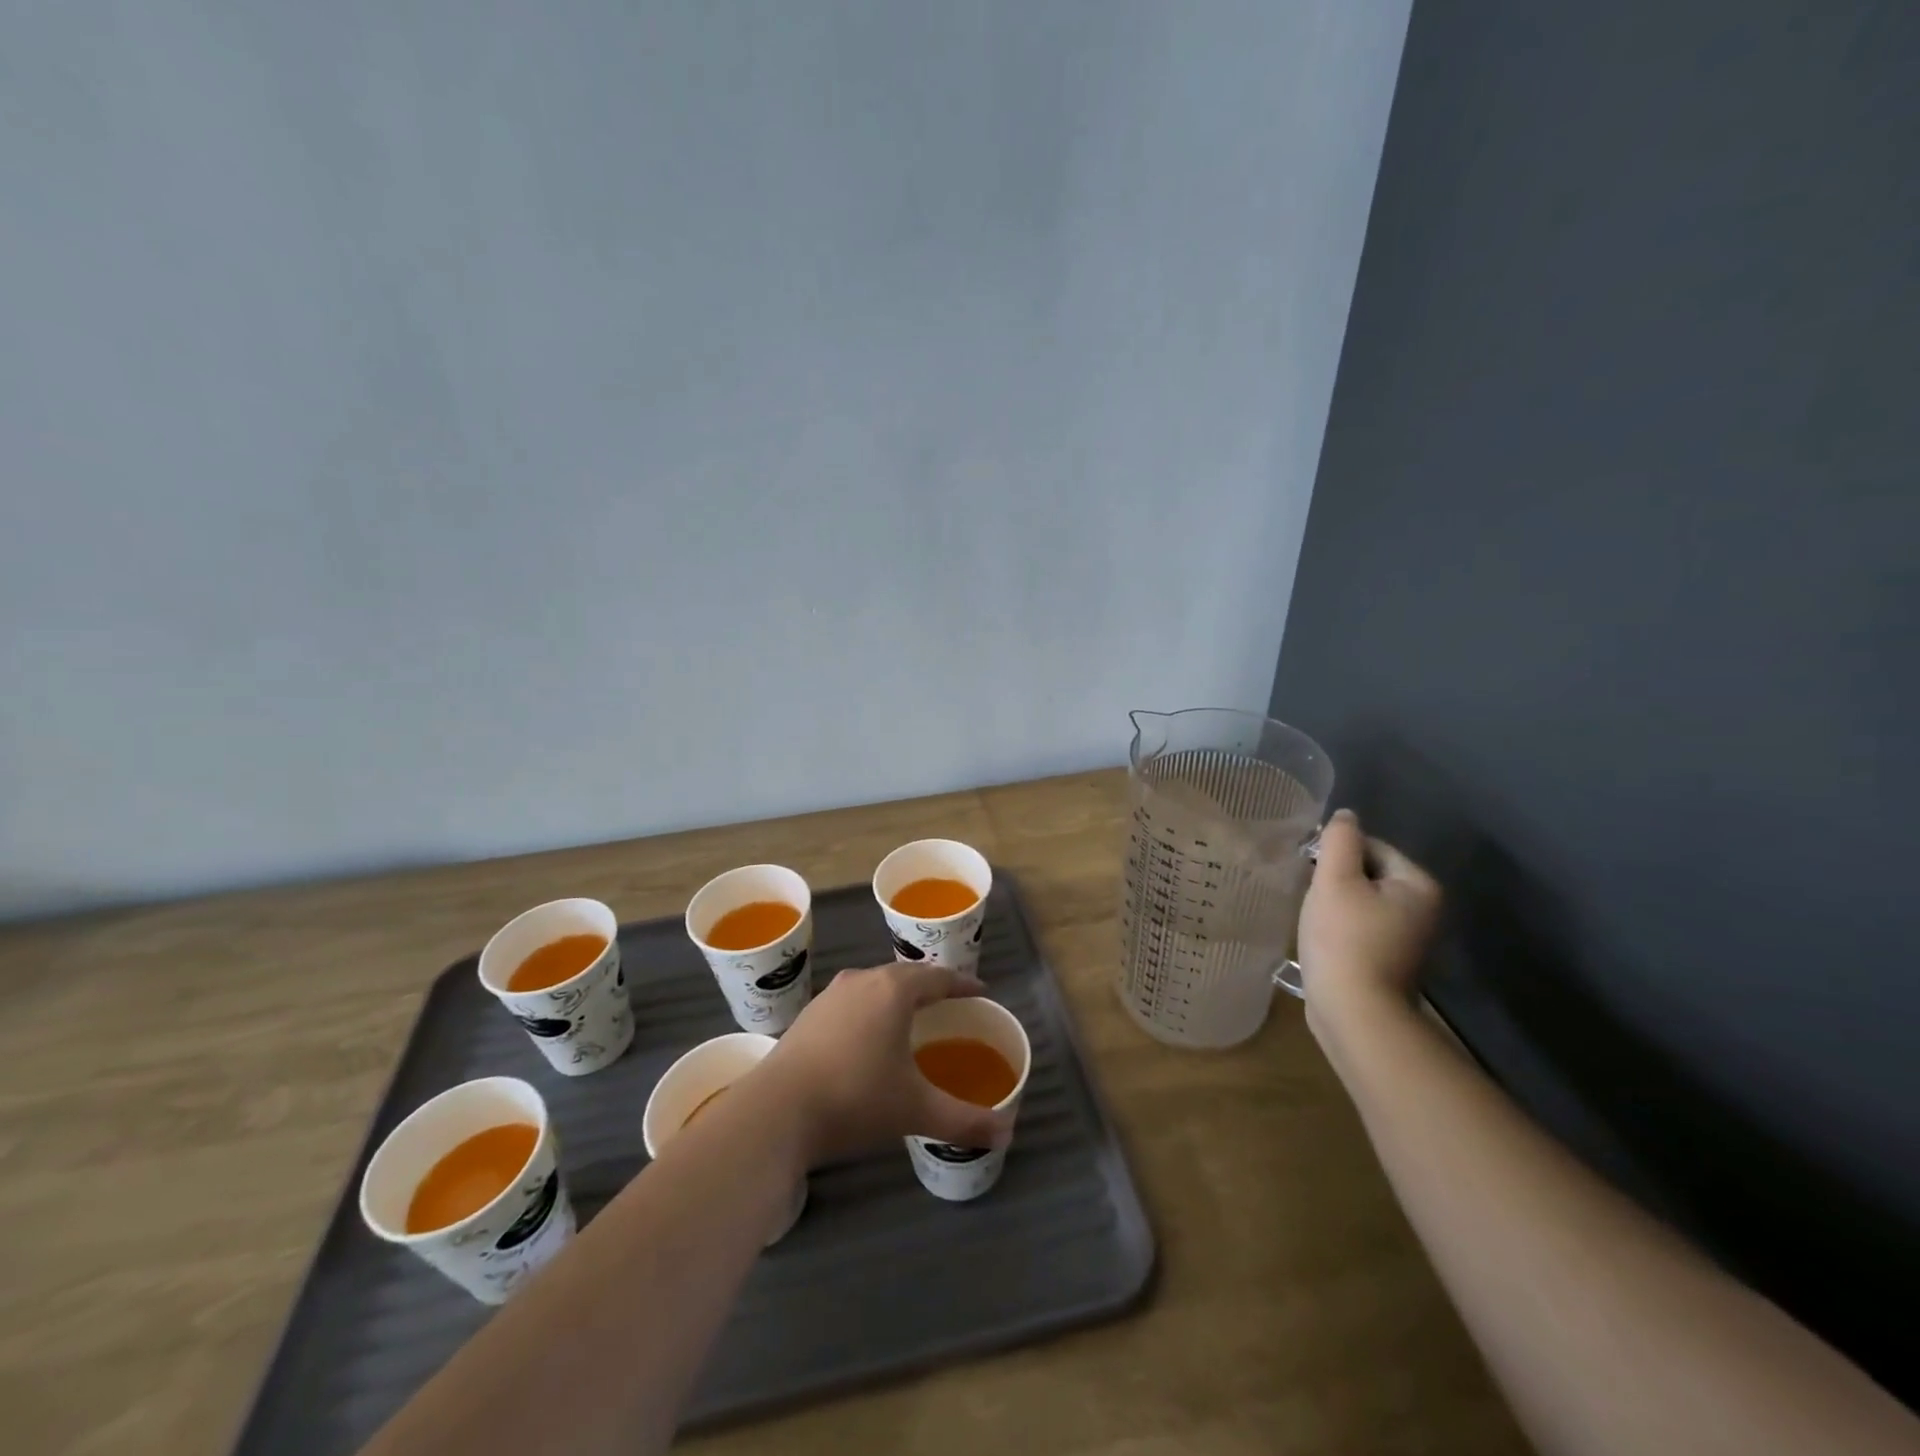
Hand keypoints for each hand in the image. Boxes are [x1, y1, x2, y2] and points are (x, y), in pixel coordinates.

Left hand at [752, 963, 1012, 1166]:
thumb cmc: (855, 1099)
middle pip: (905, 975)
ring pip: (875, 985)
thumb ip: (963, 1119)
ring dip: (896, 995)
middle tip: (950, 1004)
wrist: (775, 1112)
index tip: (981, 992)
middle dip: (930, 987)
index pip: (938, 977)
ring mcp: (830, 996)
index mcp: (894, 990)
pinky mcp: (808, 1015)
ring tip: (911, 1016)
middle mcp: (863, 981)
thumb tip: (1006, 1132)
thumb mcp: (915, 1111)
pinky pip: (852, 1001)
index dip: (963, 984)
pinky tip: (868, 1036)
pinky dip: (870, 1009)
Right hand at [1298, 808, 1441, 1017]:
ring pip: (1362, 901)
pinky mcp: (1390, 959)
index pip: (1372, 846)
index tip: (1310, 872)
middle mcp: (1423, 908)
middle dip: (1335, 879)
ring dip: (1335, 903)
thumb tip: (1346, 815)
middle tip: (1309, 894)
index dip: (1335, 854)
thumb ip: (1339, 840)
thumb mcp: (1335, 880)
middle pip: (1368, 873)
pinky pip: (1361, 926)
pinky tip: (1321, 938)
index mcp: (1418, 885)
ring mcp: (1409, 937)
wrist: (1355, 1013)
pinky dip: (1340, 926)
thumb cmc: (1344, 940)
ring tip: (1313, 917)